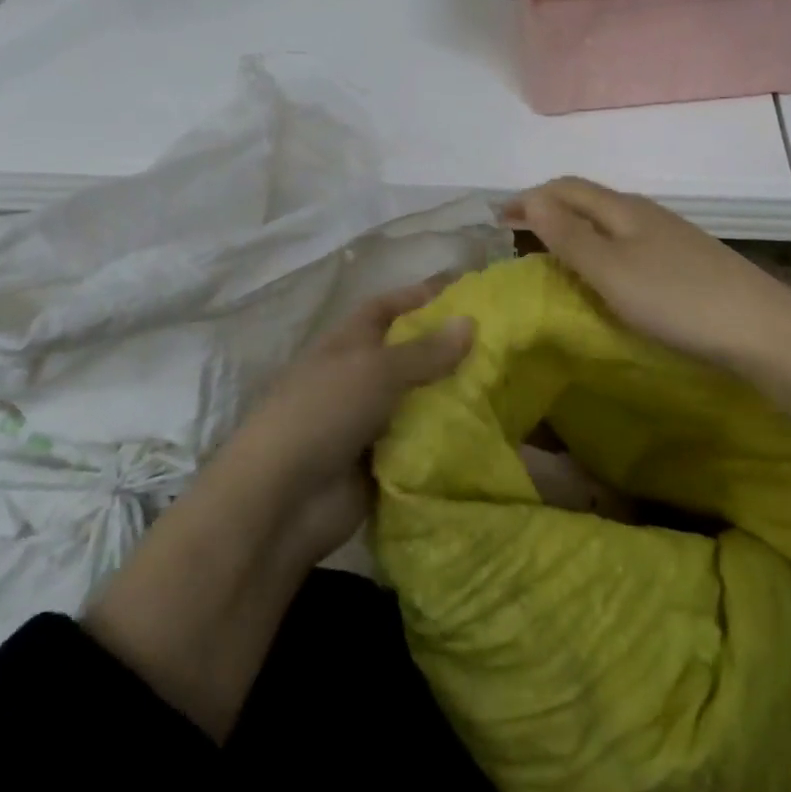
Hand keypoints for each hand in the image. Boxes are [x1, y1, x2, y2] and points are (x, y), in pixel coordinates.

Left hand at [81, 277, 472, 740]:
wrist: (283, 501)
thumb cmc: (323, 413)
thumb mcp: (375, 371)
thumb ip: (424, 351)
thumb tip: (469, 321)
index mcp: (346, 343)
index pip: (386, 307)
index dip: (420, 295)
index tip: (466, 291)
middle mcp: (357, 377)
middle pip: (407, 354)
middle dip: (447, 348)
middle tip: (501, 344)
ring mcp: (367, 421)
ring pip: (418, 400)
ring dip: (452, 395)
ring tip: (507, 387)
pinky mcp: (379, 462)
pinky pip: (420, 442)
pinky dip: (446, 437)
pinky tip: (487, 432)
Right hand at [503, 177, 790, 377]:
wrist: (762, 330)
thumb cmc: (676, 300)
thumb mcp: (611, 271)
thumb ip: (569, 236)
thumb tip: (531, 199)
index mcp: (622, 209)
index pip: (565, 188)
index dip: (529, 198)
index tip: (496, 219)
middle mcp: (644, 213)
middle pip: (587, 200)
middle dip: (549, 210)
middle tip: (518, 235)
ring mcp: (669, 236)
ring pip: (608, 221)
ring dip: (574, 229)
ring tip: (552, 253)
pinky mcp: (685, 261)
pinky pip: (627, 242)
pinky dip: (600, 248)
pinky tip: (604, 273)